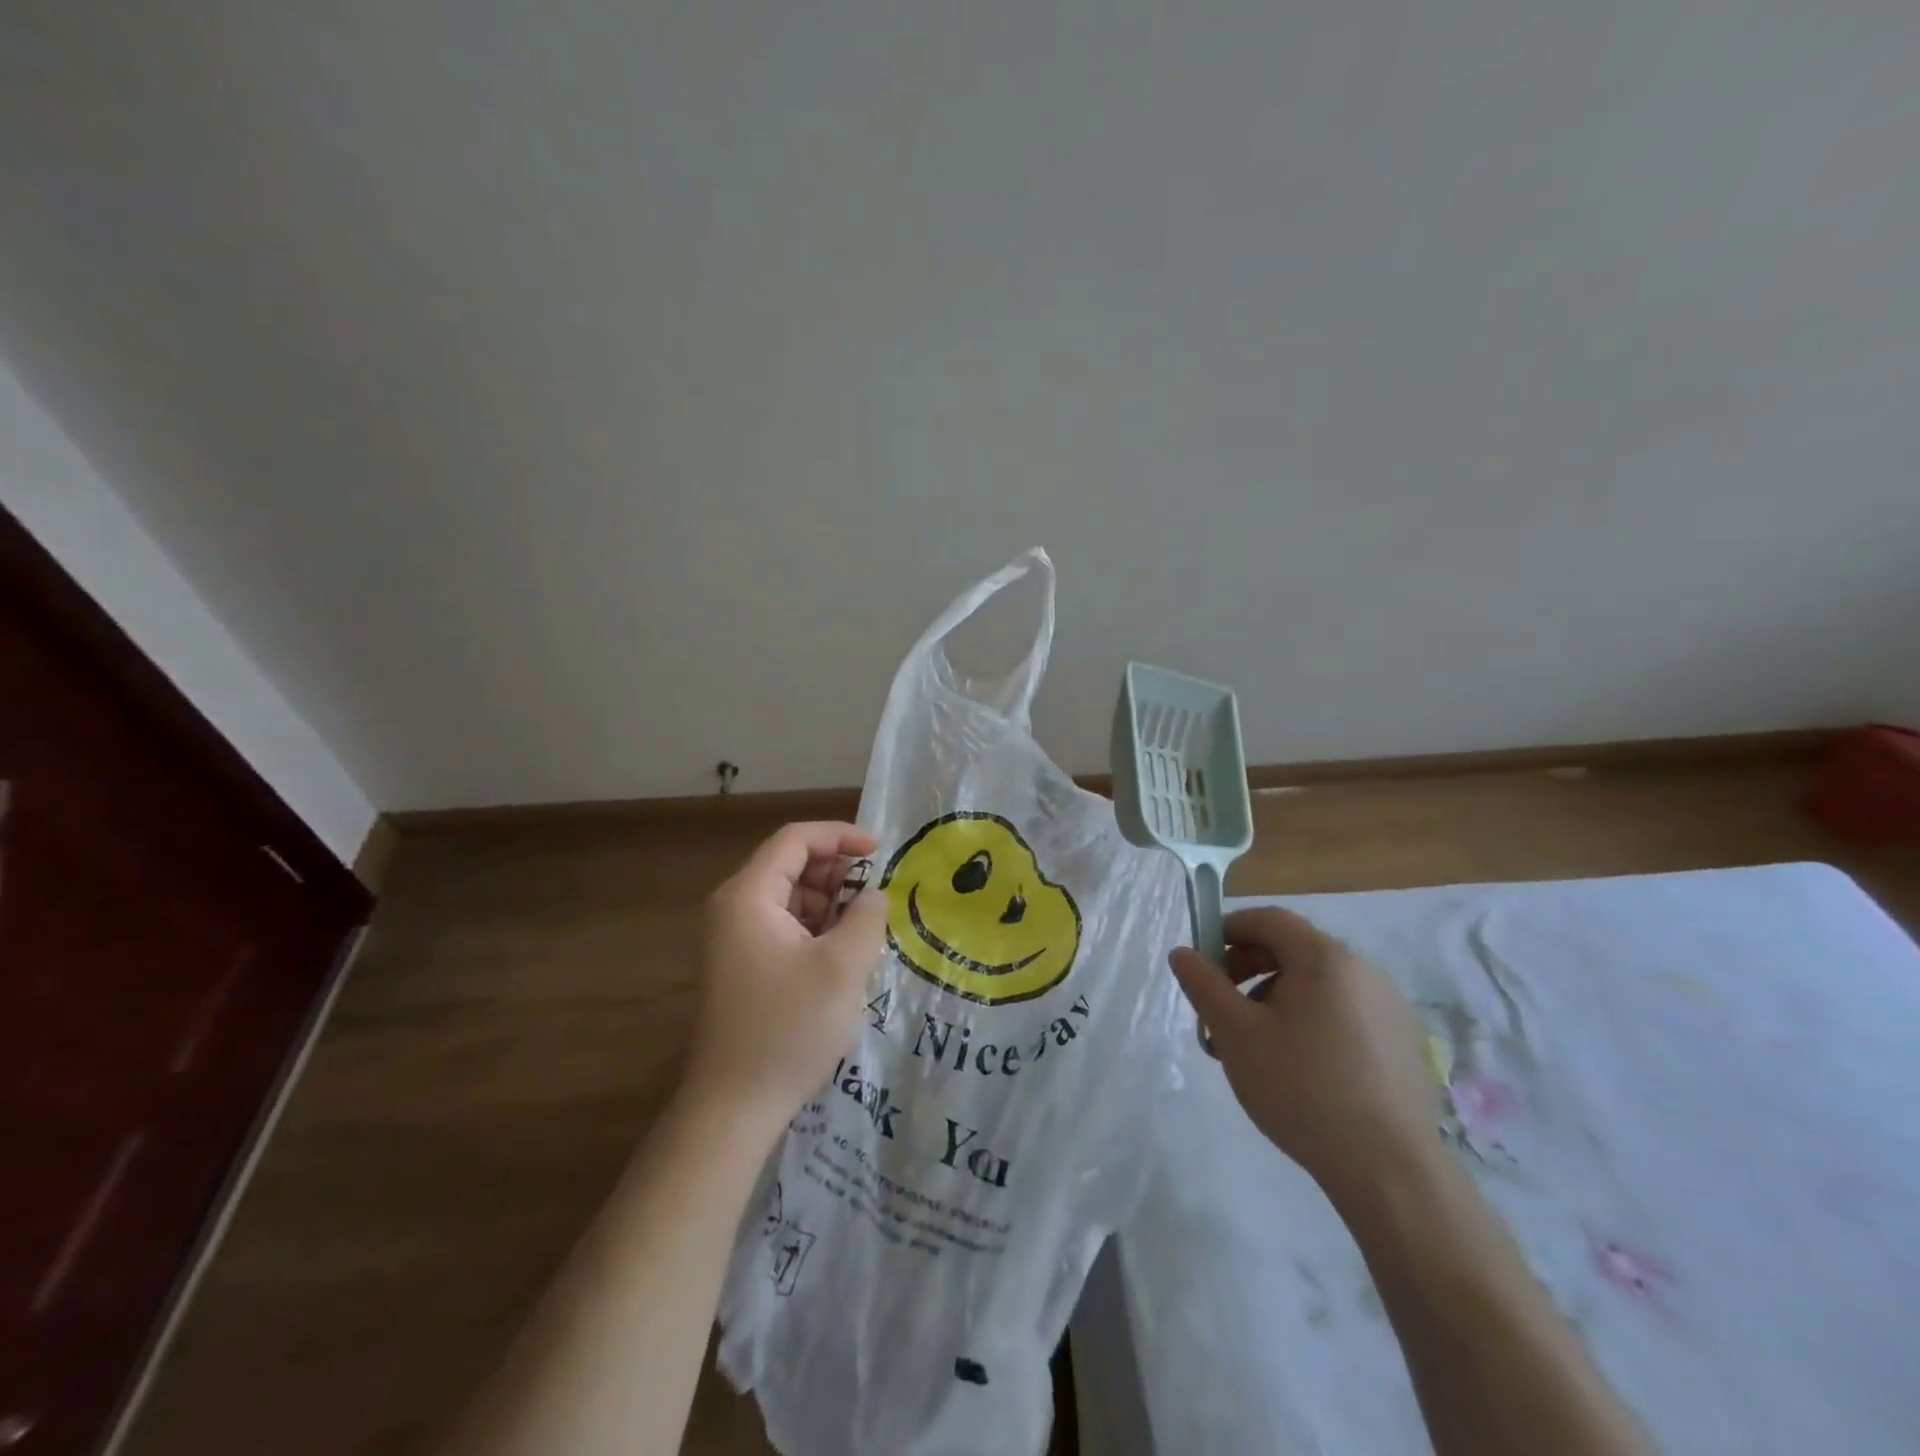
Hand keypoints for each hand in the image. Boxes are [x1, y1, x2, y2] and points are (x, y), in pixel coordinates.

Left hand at [685, 822, 888, 1136]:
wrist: (734, 1107)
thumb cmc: (789, 1028)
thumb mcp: (842, 967)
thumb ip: (866, 917)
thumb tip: (873, 895)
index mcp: (748, 896)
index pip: (795, 840)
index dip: (840, 836)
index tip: (880, 851)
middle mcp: (735, 908)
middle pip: (791, 865)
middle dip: (837, 872)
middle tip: (876, 895)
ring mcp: (735, 939)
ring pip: (790, 898)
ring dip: (830, 903)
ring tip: (865, 928)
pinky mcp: (744, 966)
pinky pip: (784, 927)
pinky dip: (816, 928)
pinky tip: (843, 953)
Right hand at [1169, 907, 1440, 1204]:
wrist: (1388, 1171)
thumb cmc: (1301, 1088)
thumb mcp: (1235, 1033)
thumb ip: (1203, 985)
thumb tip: (1183, 954)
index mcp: (1325, 957)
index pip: (1269, 919)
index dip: (1229, 931)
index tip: (1203, 965)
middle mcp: (1363, 971)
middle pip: (1293, 949)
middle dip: (1248, 970)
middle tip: (1222, 1012)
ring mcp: (1390, 1008)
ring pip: (1318, 984)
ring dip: (1276, 999)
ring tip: (1256, 1047)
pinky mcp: (1403, 1044)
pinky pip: (1345, 1013)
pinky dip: (1312, 1022)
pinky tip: (1301, 1069)